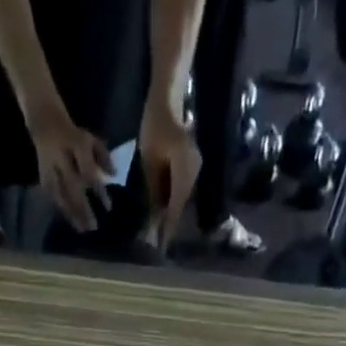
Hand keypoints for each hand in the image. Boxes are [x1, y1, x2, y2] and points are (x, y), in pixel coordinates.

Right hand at [26, 102, 114, 233]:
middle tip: (93, 227)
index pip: (89, 172)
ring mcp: (51, 168)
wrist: (46, 123)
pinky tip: (70, 221)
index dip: (99, 191)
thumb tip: (114, 175)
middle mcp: (62, 158)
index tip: (108, 208)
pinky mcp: (43, 176)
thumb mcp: (92, 140)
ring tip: (82, 229)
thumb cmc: (74, 136)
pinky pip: (53, 196)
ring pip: (61, 195)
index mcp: (77, 146)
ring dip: (72, 213)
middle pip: (74, 188)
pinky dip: (62, 209)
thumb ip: (104, 157)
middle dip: (83, 209)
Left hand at [138, 100, 200, 250]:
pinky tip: (164, 212)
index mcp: (184, 169)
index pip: (176, 205)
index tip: (161, 245)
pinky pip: (183, 190)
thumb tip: (154, 216)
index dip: (168, 226)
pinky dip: (174, 202)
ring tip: (160, 232)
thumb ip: (154, 189)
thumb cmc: (154, 126)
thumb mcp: (149, 160)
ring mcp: (196, 169)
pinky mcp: (192, 168)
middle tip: (158, 243)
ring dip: (172, 214)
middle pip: (181, 204)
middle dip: (170, 223)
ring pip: (182, 199)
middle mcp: (194, 171)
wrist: (168, 100)